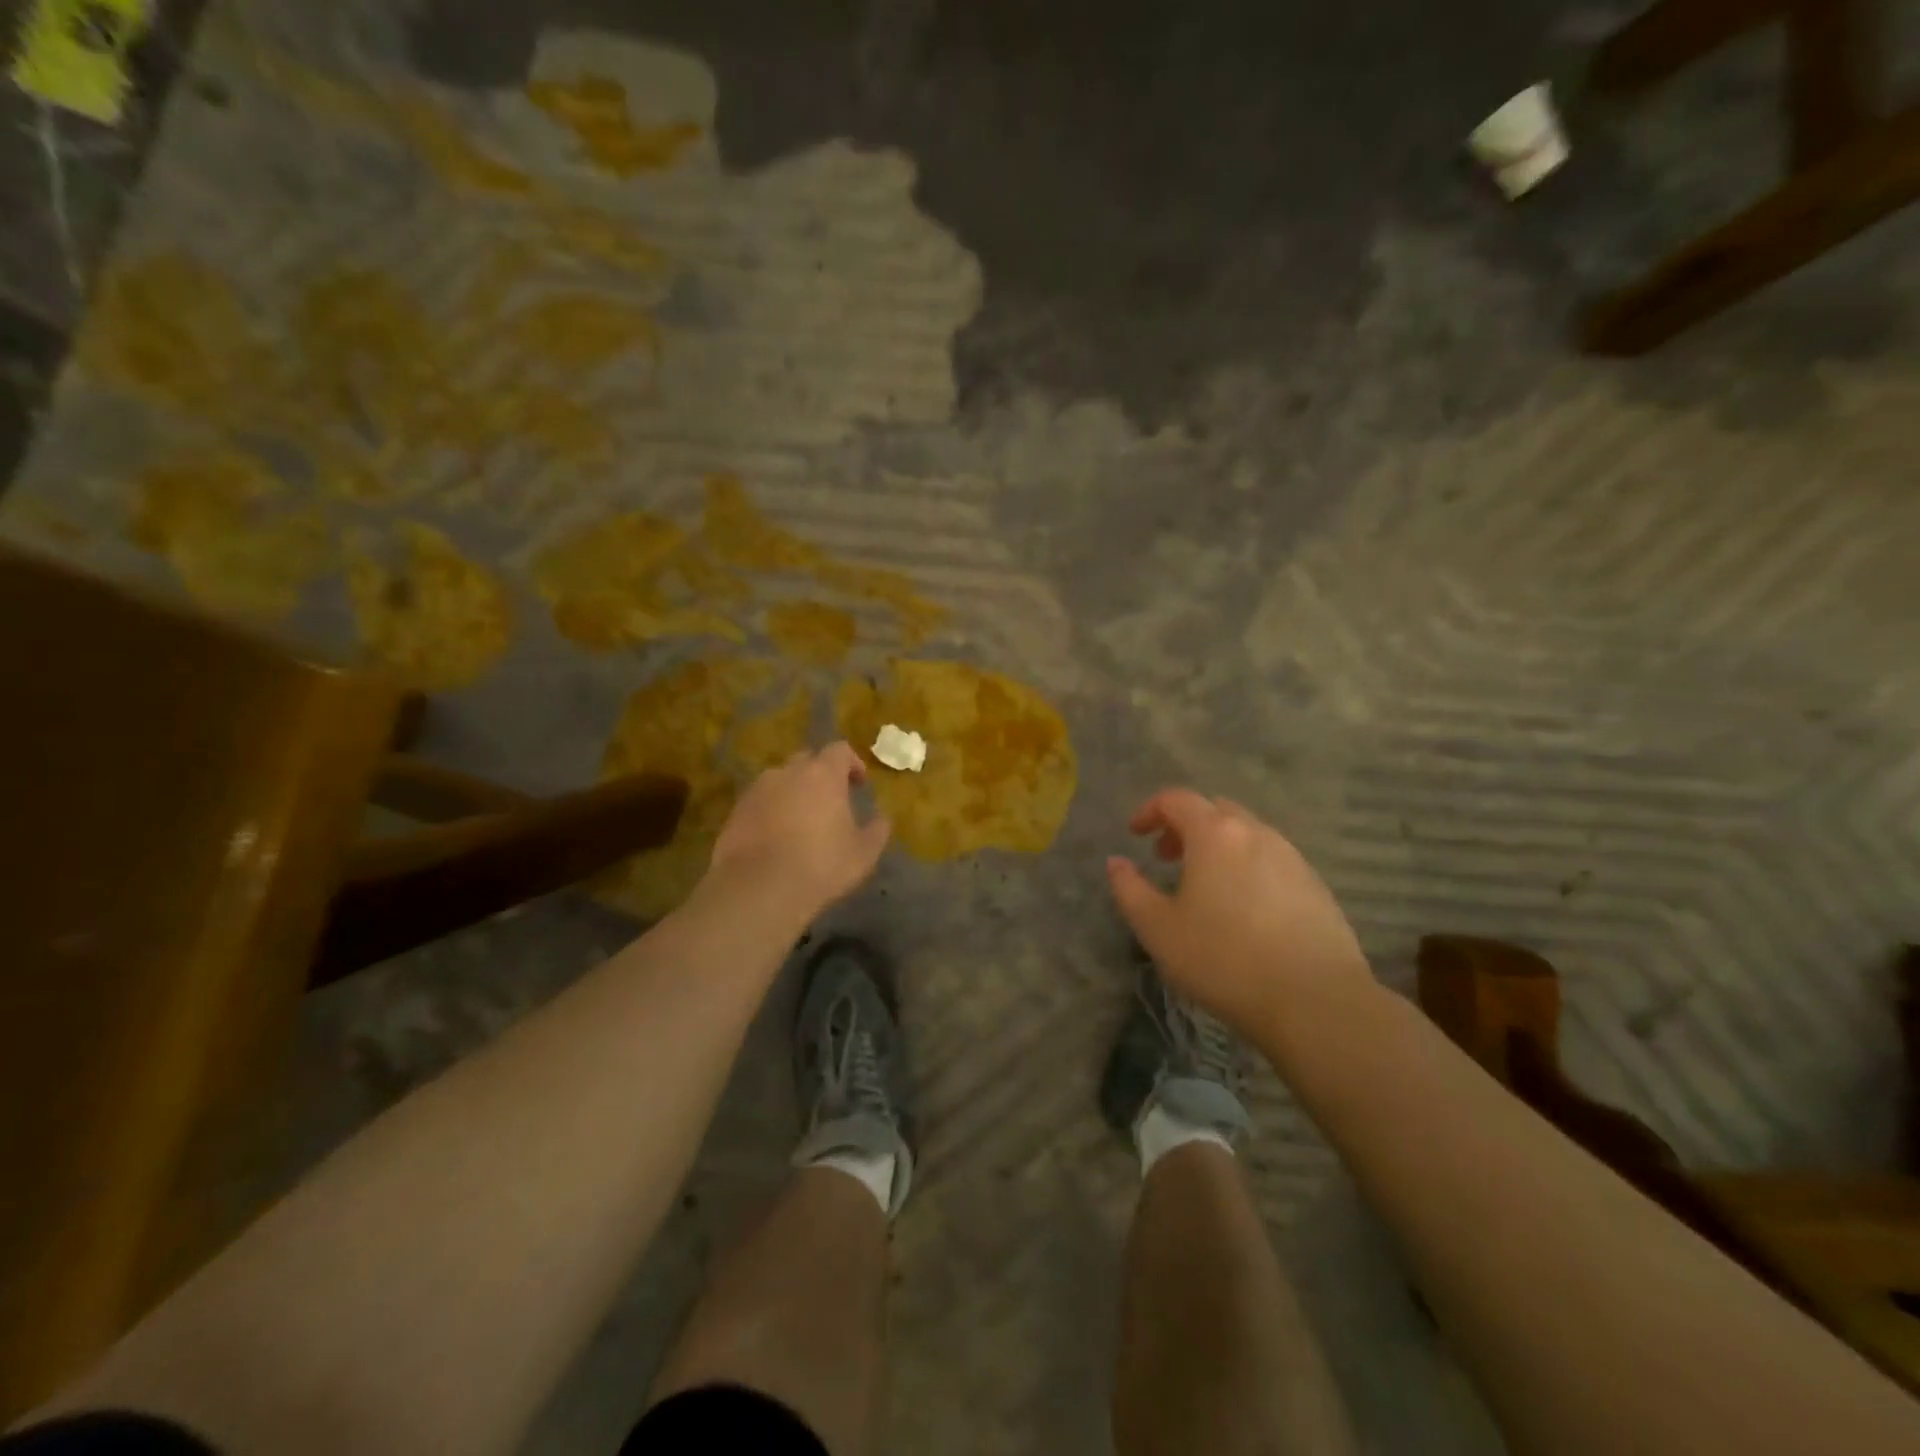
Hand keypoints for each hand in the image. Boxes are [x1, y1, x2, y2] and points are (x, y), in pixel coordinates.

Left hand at [708, 742, 891, 916]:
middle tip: (829, 802)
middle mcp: (787, 772)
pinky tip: (776, 838)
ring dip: (793, 793)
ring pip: (780, 781)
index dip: (852, 763)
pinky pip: (759, 803)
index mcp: (823, 774)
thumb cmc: (821, 865)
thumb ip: (877, 831)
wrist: (759, 888)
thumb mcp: (863, 853)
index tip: (858, 784)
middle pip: (807, 761)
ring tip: (800, 822)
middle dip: (820, 775)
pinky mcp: (735, 812)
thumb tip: (882, 819)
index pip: (840, 750)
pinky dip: (770, 811)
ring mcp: (757, 790)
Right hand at [1107, 789, 1374, 1037]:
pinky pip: (1272, 860)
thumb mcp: (1157, 929)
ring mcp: (1292, 858)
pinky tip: (1243, 909)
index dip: (1149, 810)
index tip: (1134, 834)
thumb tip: (1116, 863)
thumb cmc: (1223, 959)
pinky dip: (1247, 867)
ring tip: (1203, 885)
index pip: (1176, 799)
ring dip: (1218, 847)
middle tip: (1166, 858)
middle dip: (1185, 825)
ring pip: (1247, 835)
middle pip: (1215, 810)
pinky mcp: (1316, 886)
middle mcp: (1256, 833)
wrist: (1315, 1000)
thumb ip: (1130, 889)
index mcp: (1215, 834)